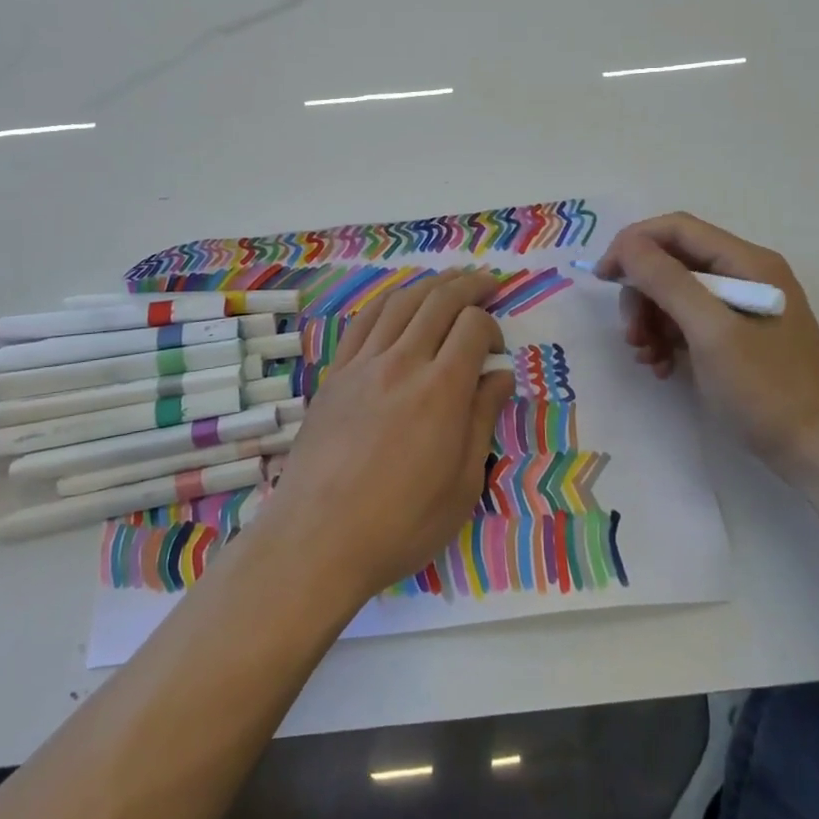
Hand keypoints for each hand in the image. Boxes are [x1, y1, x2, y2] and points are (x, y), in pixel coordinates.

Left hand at [256, 270, 512, 604]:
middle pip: (439, 301)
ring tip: (450, 281)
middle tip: (488, 282)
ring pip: (401, 302)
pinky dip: (388, 301)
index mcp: (440, 390)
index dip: (492, 326)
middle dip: (469, 285)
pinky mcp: (336, 372)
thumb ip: (482, 420)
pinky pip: (364, 320)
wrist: (318, 537)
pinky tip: (399, 301)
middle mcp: (402, 362)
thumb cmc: (401, 522)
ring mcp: (363, 363)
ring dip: (431, 284)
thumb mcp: (462, 484)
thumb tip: (499, 376)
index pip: (473, 326)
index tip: (497, 351)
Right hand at [595, 213, 818, 472]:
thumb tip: (627, 244)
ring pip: (674, 293)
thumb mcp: (710, 332)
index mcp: (746, 262)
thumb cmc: (767, 389)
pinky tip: (661, 366)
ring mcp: (741, 306)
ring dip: (650, 320)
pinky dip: (666, 338)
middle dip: (642, 293)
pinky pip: (687, 321)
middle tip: (631, 334)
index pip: (676, 229)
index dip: (634, 244)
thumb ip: (667, 281)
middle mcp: (744, 274)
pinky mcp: (737, 336)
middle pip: (672, 262)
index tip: (603, 277)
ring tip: (646, 356)